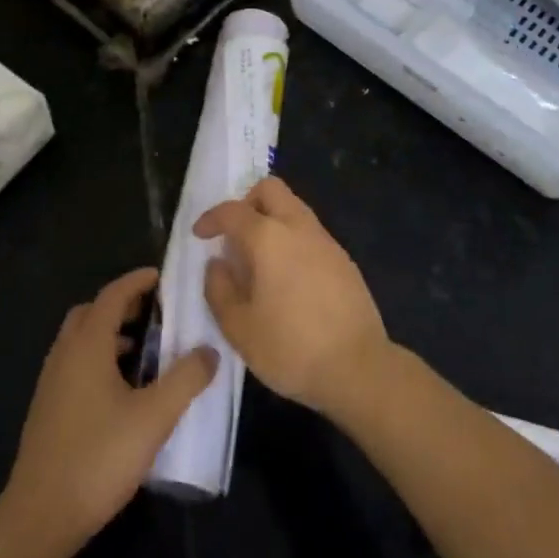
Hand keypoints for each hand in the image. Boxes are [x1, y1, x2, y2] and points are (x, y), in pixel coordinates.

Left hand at [0, 267, 217, 556]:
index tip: (162, 276)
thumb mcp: (154, 418)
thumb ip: (185, 379)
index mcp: (87, 344)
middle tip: (154, 312)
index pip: (113, 295)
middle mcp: (65, 353)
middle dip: (122, 305)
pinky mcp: (47, 409)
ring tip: (144, 350)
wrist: (40, 517)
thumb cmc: (99, 457)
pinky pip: (75, 364)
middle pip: (91, 312)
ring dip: (110, 334)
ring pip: (80, 340)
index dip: (137, 281)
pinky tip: (120, 390)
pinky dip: (98, 358)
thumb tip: (210, 351)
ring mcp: (51, 382)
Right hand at [194, 178, 389, 420]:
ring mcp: (326, 241)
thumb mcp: (239, 328)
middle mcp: (298, 227)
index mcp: (268, 237)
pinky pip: (310, 233)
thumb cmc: (291, 348)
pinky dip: (292, 239)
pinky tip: (287, 277)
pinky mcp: (344, 259)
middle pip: (270, 189)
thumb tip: (217, 264)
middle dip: (247, 202)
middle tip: (234, 234)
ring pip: (293, 207)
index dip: (211, 218)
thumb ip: (219, 289)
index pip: (233, 211)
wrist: (358, 368)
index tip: (200, 234)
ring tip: (258, 259)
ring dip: (271, 219)